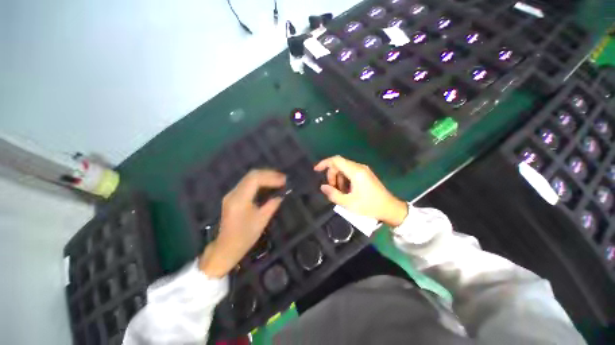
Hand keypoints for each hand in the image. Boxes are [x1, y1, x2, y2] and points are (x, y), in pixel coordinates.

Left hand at [199, 170, 285, 276]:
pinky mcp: (232, 197)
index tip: (283, 180)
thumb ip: (271, 206)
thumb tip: (280, 196)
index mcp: (240, 200)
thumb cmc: (244, 237)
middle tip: (282, 178)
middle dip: (268, 174)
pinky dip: (259, 181)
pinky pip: (247, 183)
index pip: (255, 179)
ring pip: (249, 177)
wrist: (225, 248)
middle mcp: (233, 193)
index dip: (270, 177)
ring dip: (264, 176)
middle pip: (251, 175)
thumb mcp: (261, 221)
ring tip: (277, 179)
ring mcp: (231, 194)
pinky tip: (267, 184)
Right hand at [314, 156, 407, 226]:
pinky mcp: (366, 174)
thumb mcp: (348, 203)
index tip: (316, 170)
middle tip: (331, 189)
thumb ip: (333, 194)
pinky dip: (345, 180)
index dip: (324, 163)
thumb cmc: (369, 206)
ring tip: (340, 192)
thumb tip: (323, 187)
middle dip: (332, 175)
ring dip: (338, 179)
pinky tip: (346, 191)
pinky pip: (351, 173)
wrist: (390, 208)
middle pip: (339, 165)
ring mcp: (363, 170)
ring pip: (344, 169)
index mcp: (355, 172)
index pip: (336, 160)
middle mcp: (359, 167)